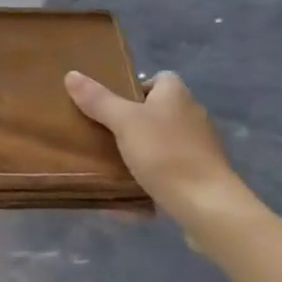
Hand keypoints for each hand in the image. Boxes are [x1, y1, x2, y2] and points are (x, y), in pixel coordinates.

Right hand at [64, 69, 255, 222]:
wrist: (209, 207)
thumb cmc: (166, 154)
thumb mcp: (124, 122)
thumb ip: (98, 100)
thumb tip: (71, 74)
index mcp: (176, 94)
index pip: (157, 78)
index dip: (135, 87)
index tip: (113, 104)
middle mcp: (193, 114)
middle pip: (158, 110)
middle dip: (134, 122)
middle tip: (106, 133)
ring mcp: (201, 147)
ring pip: (164, 142)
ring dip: (144, 151)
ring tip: (116, 163)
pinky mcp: (204, 176)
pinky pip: (172, 170)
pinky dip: (156, 177)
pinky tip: (135, 192)